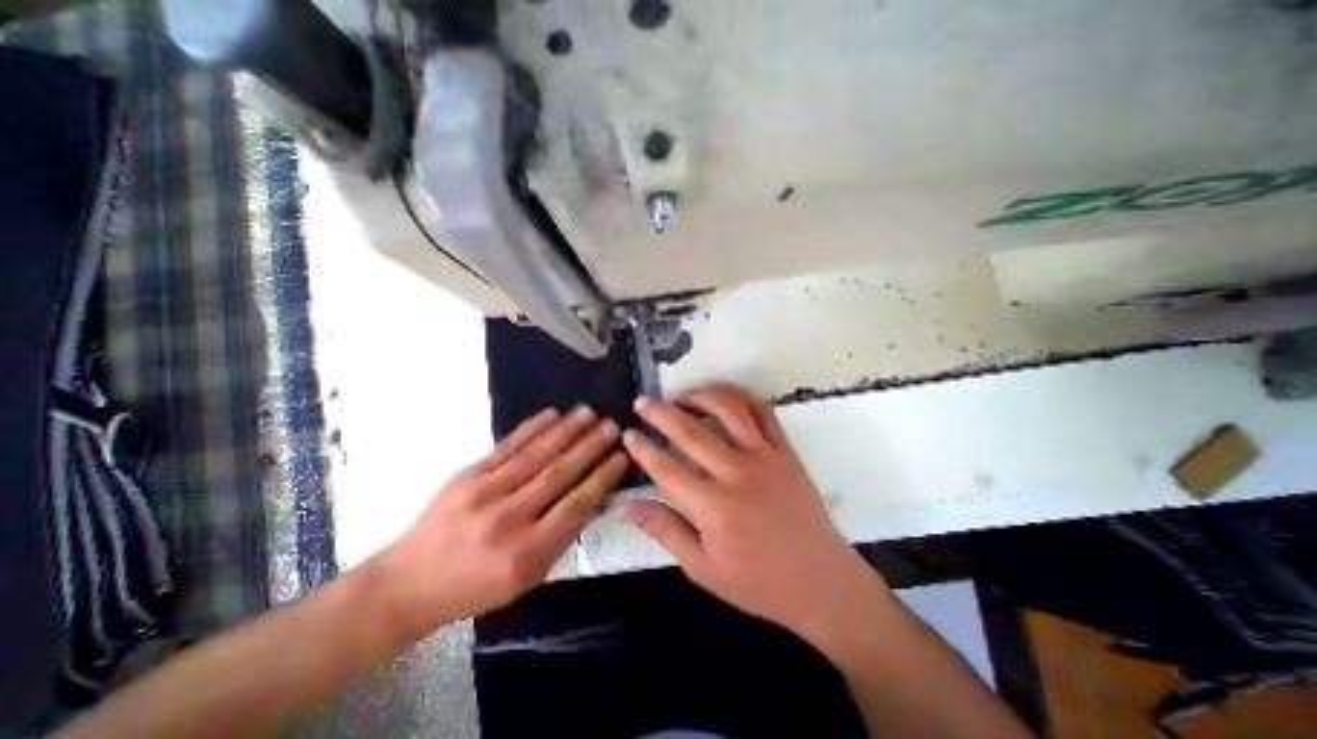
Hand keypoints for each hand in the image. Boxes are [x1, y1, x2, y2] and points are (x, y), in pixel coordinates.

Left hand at [380, 406, 629, 638]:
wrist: (408, 583)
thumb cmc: (475, 587)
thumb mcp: (527, 578)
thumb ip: (562, 538)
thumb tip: (593, 500)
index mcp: (525, 552)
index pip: (575, 506)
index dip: (602, 478)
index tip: (621, 457)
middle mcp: (507, 519)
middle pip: (558, 474)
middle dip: (590, 447)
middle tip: (612, 425)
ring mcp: (484, 492)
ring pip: (536, 454)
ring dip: (567, 430)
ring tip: (590, 412)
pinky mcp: (467, 475)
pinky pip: (507, 446)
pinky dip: (532, 428)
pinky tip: (552, 414)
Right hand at [619, 384, 884, 641]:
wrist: (821, 582)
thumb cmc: (758, 583)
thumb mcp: (703, 569)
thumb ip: (664, 531)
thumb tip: (628, 506)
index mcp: (714, 508)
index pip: (666, 469)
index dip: (643, 449)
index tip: (628, 434)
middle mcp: (738, 474)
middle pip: (691, 432)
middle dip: (661, 412)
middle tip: (643, 401)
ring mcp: (766, 457)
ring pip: (729, 409)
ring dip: (701, 396)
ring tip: (682, 397)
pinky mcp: (786, 452)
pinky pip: (763, 412)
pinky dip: (741, 397)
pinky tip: (724, 399)